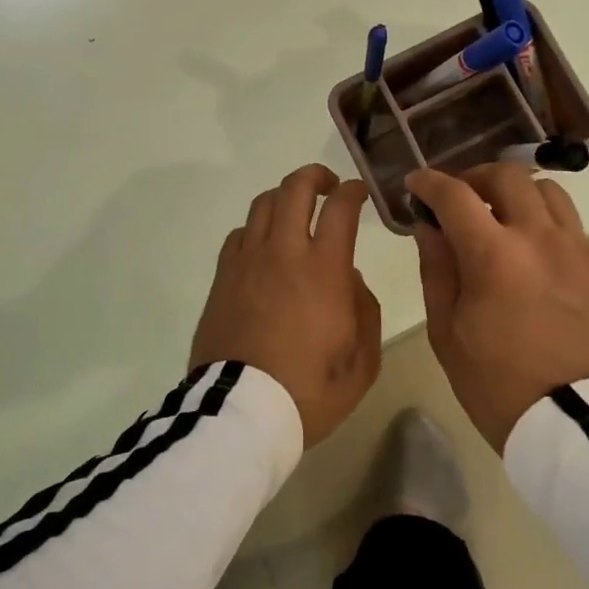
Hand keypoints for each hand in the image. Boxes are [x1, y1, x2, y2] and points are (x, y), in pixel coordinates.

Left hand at [190, 164, 381, 448]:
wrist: (240, 413)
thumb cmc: (308, 392)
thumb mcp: (361, 363)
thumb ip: (365, 311)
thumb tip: (350, 280)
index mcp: (323, 270)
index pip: (340, 208)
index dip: (352, 191)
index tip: (359, 192)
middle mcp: (283, 252)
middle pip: (294, 188)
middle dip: (314, 176)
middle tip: (327, 185)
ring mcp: (247, 261)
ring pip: (263, 204)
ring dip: (284, 196)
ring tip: (295, 209)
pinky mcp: (222, 277)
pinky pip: (239, 234)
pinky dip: (256, 228)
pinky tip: (264, 245)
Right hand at [407, 165, 588, 452]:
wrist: (581, 428)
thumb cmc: (499, 385)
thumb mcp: (448, 332)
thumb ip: (437, 269)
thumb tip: (428, 226)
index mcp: (494, 255)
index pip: (455, 194)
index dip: (429, 181)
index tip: (417, 183)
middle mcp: (541, 239)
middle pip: (508, 176)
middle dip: (476, 177)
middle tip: (461, 198)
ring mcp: (581, 251)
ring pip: (549, 193)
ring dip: (518, 195)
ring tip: (505, 219)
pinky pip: (574, 230)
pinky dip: (547, 229)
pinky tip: (538, 261)